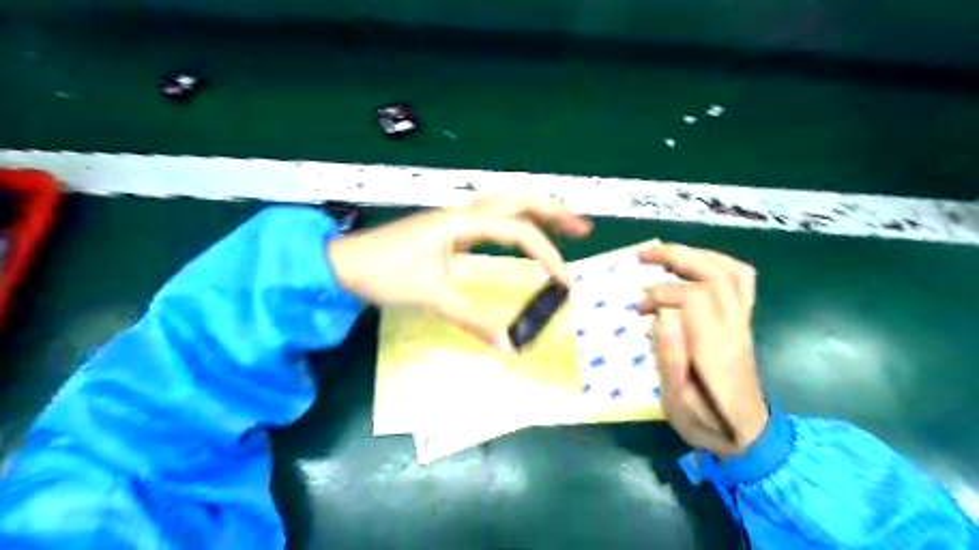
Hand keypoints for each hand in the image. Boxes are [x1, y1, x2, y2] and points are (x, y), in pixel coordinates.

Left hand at [327, 196, 587, 351]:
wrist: (341, 264)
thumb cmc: (383, 275)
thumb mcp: (432, 298)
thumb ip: (474, 321)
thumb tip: (511, 347)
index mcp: (462, 224)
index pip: (517, 233)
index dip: (546, 256)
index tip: (565, 283)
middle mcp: (463, 213)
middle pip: (518, 199)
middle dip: (554, 211)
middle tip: (584, 229)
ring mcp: (455, 218)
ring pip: (505, 204)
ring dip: (537, 212)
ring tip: (566, 226)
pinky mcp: (449, 228)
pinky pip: (492, 218)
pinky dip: (516, 223)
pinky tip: (522, 236)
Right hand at [641, 244, 767, 455]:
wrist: (748, 435)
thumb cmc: (705, 421)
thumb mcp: (676, 402)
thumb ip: (670, 358)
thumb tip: (662, 316)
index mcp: (714, 349)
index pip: (695, 297)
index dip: (663, 293)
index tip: (641, 308)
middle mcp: (734, 328)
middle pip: (715, 275)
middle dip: (677, 257)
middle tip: (644, 255)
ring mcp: (743, 323)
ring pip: (732, 272)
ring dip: (698, 254)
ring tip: (667, 253)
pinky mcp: (744, 322)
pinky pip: (741, 281)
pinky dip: (718, 263)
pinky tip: (695, 264)